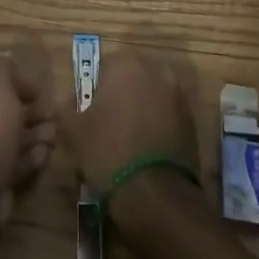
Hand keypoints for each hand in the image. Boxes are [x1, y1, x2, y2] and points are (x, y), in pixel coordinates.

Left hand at [0, 48, 55, 222]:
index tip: (40, 89)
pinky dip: (29, 157)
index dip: (15, 80)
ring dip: (33, 133)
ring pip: (7, 137)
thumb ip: (2, 67)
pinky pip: (10, 163)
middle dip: (29, 110)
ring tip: (55, 134)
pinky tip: (46, 154)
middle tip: (53, 114)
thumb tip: (6, 59)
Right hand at [60, 46, 198, 190]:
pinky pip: (166, 116)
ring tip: (126, 142)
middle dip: (119, 97)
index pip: (104, 66)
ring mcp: (178, 95)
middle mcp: (157, 70)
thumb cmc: (107, 150)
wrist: (154, 194)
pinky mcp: (192, 120)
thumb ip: (66, 106)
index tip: (89, 113)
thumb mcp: (72, 129)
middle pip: (131, 79)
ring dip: (139, 111)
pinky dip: (156, 126)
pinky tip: (144, 151)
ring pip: (150, 97)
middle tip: (105, 126)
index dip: (94, 90)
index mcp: (126, 64)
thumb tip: (70, 103)